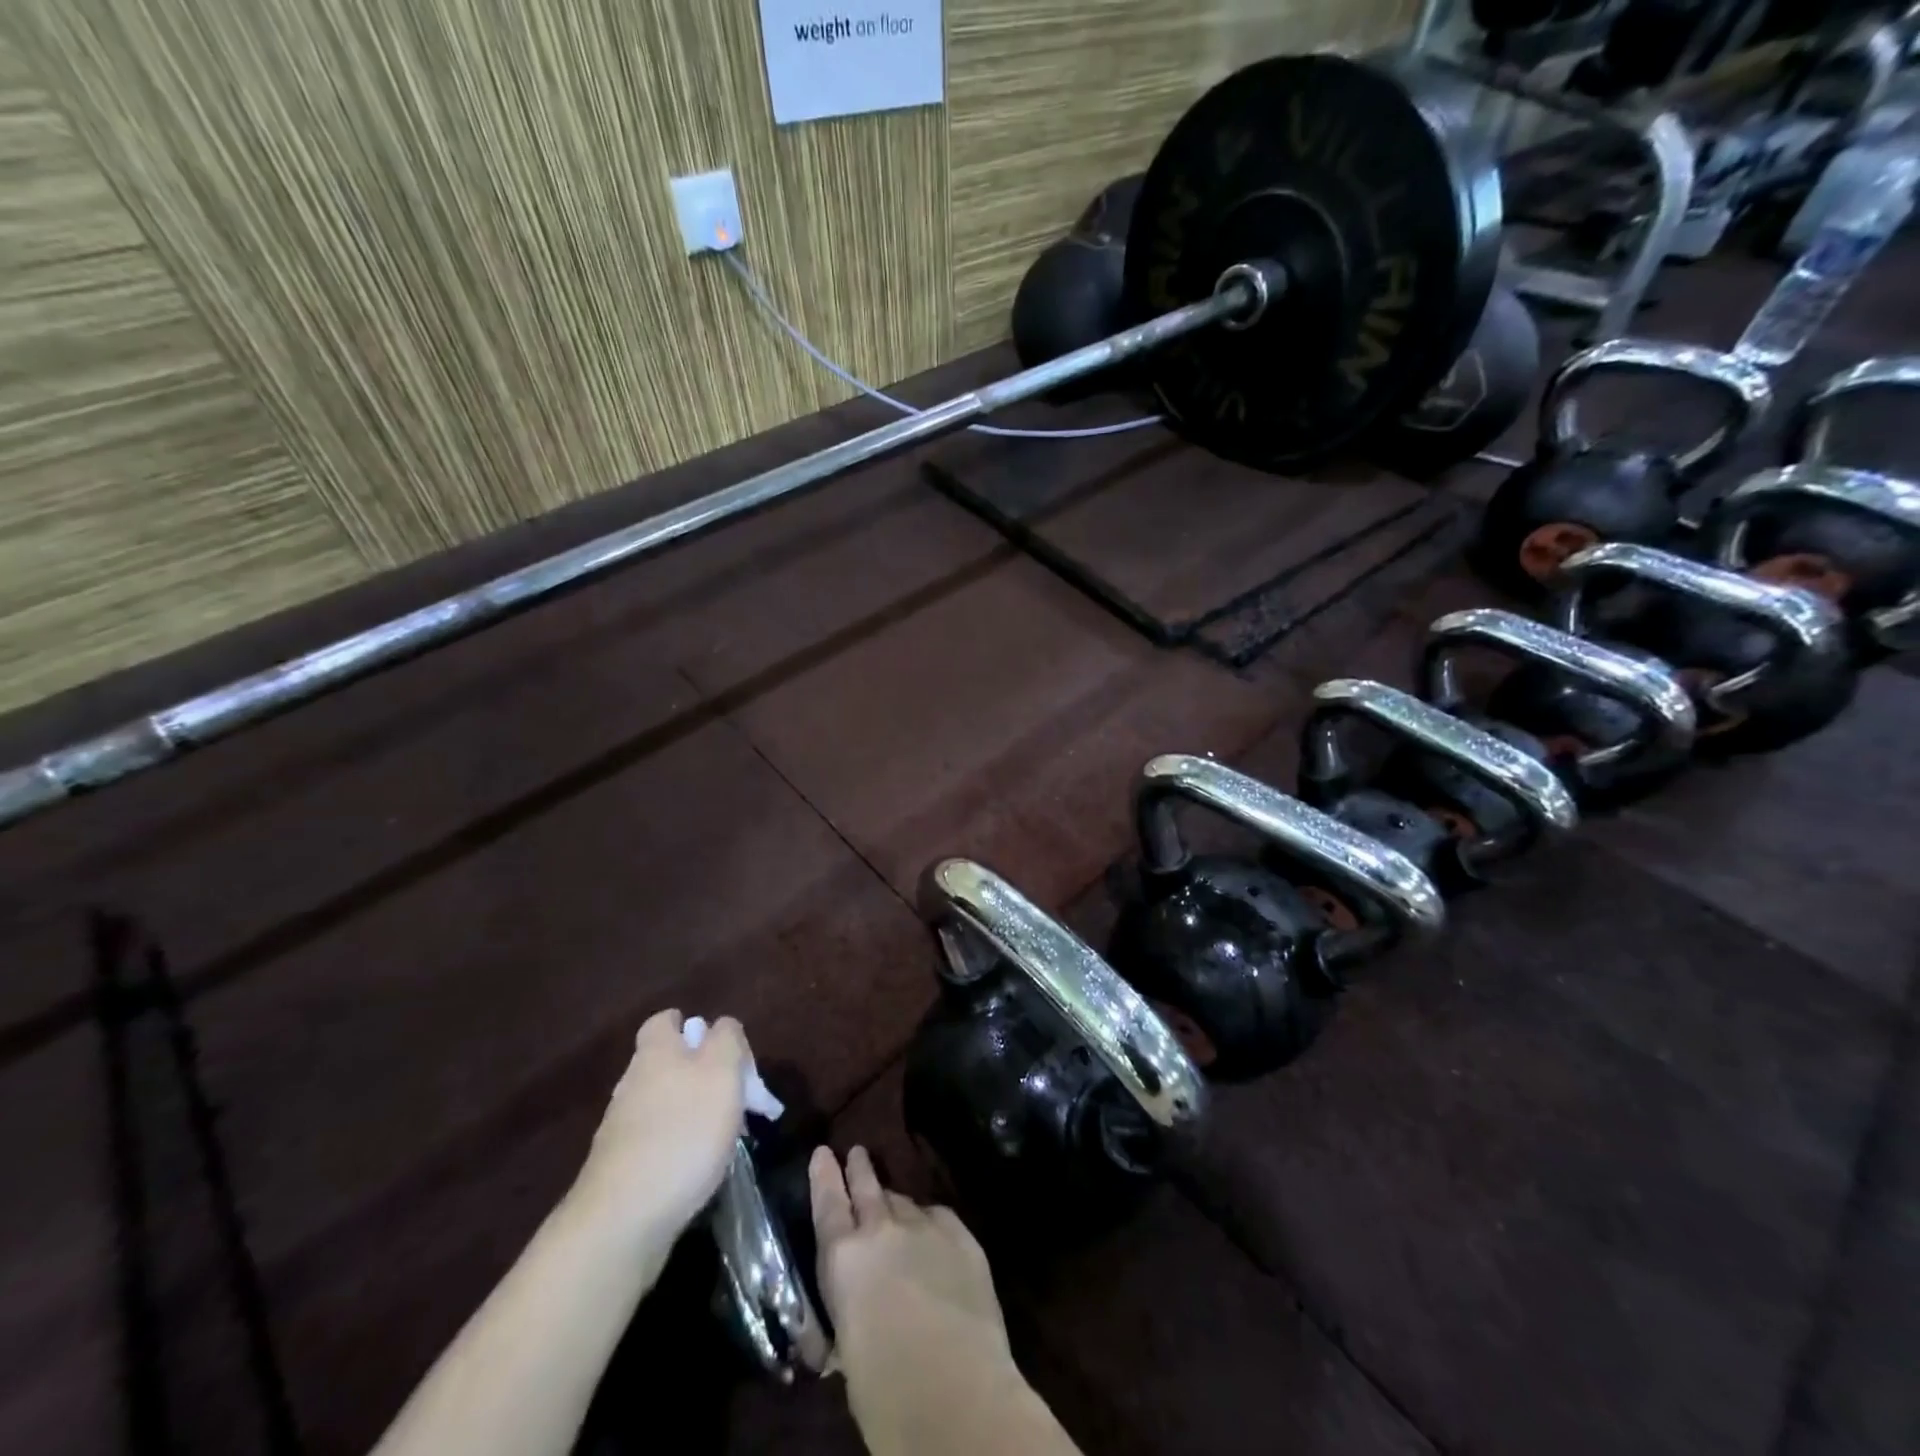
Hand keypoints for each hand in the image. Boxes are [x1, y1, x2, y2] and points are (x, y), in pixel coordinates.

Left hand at [571, 1010, 747, 1240]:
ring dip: (695, 1111)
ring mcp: (622, 1126)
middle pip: (669, 1062)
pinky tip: (699, 1165)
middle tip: (738, 1098)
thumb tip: (722, 1027)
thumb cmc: (683, 1133)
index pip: (667, 1020)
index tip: (725, 1051)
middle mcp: (633, 1082)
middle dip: (703, 1073)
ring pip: (665, 1101)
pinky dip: (681, 1144)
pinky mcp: (621, 1166)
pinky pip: (658, 1138)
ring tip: (727, 1136)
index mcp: (656, 1052)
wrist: (623, 1220)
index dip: (695, 1027)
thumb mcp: (722, 1071)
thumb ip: (727, 1039)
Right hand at [810, 1147, 1039, 1452]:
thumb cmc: (884, 1390)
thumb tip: (857, 1311)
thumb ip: (851, 1308)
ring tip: (893, 1204)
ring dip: (895, 1203)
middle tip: (857, 1152)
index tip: (823, 1152)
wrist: (954, 1389)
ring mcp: (925, 1226)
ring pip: (904, 1202)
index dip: (824, 1176)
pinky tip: (932, 1233)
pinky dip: (930, 1223)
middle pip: (867, 1187)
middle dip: (860, 1169)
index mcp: (843, 1259)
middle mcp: (881, 1230)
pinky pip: (939, 1218)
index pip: (827, 1204)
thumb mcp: (848, 1346)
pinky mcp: (961, 1235)